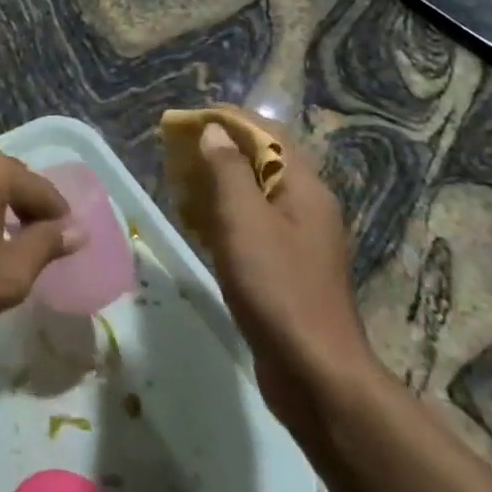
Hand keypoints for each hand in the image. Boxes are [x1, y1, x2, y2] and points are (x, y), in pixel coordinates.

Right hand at [186, 124, 381, 442]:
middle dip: (220, 150)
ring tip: (181, 184)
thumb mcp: (244, 219)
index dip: (227, 120)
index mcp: (304, 188)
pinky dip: (225, 215)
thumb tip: (215, 131)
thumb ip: (228, 169)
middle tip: (177, 152)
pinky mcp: (287, 268)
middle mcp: (307, 207)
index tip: (187, 121)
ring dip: (219, 183)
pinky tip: (200, 227)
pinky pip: (253, 225)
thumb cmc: (276, 285)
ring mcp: (299, 240)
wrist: (314, 371)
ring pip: (256, 195)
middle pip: (262, 161)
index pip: (268, 133)